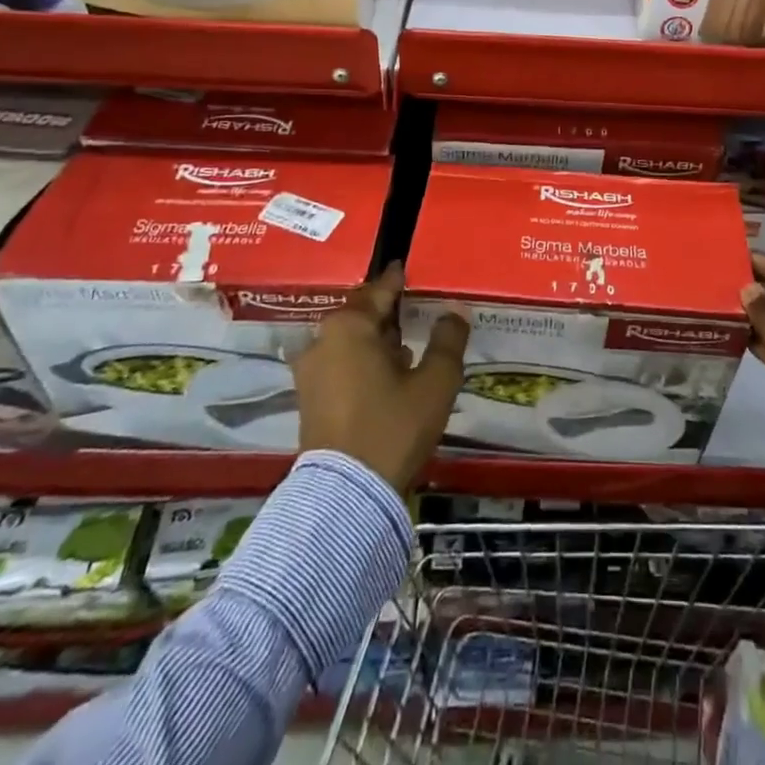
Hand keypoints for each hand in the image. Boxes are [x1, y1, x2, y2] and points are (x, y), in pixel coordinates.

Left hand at [295, 263, 469, 490]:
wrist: (346, 496)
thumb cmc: (393, 426)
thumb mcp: (434, 382)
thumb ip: (448, 340)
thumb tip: (455, 310)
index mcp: (350, 326)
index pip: (380, 290)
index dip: (399, 279)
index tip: (410, 268)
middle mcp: (322, 340)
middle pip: (362, 315)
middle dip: (388, 312)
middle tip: (416, 309)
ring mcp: (311, 372)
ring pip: (351, 342)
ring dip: (377, 341)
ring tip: (408, 345)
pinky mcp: (309, 400)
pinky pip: (341, 365)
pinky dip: (364, 362)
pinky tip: (389, 375)